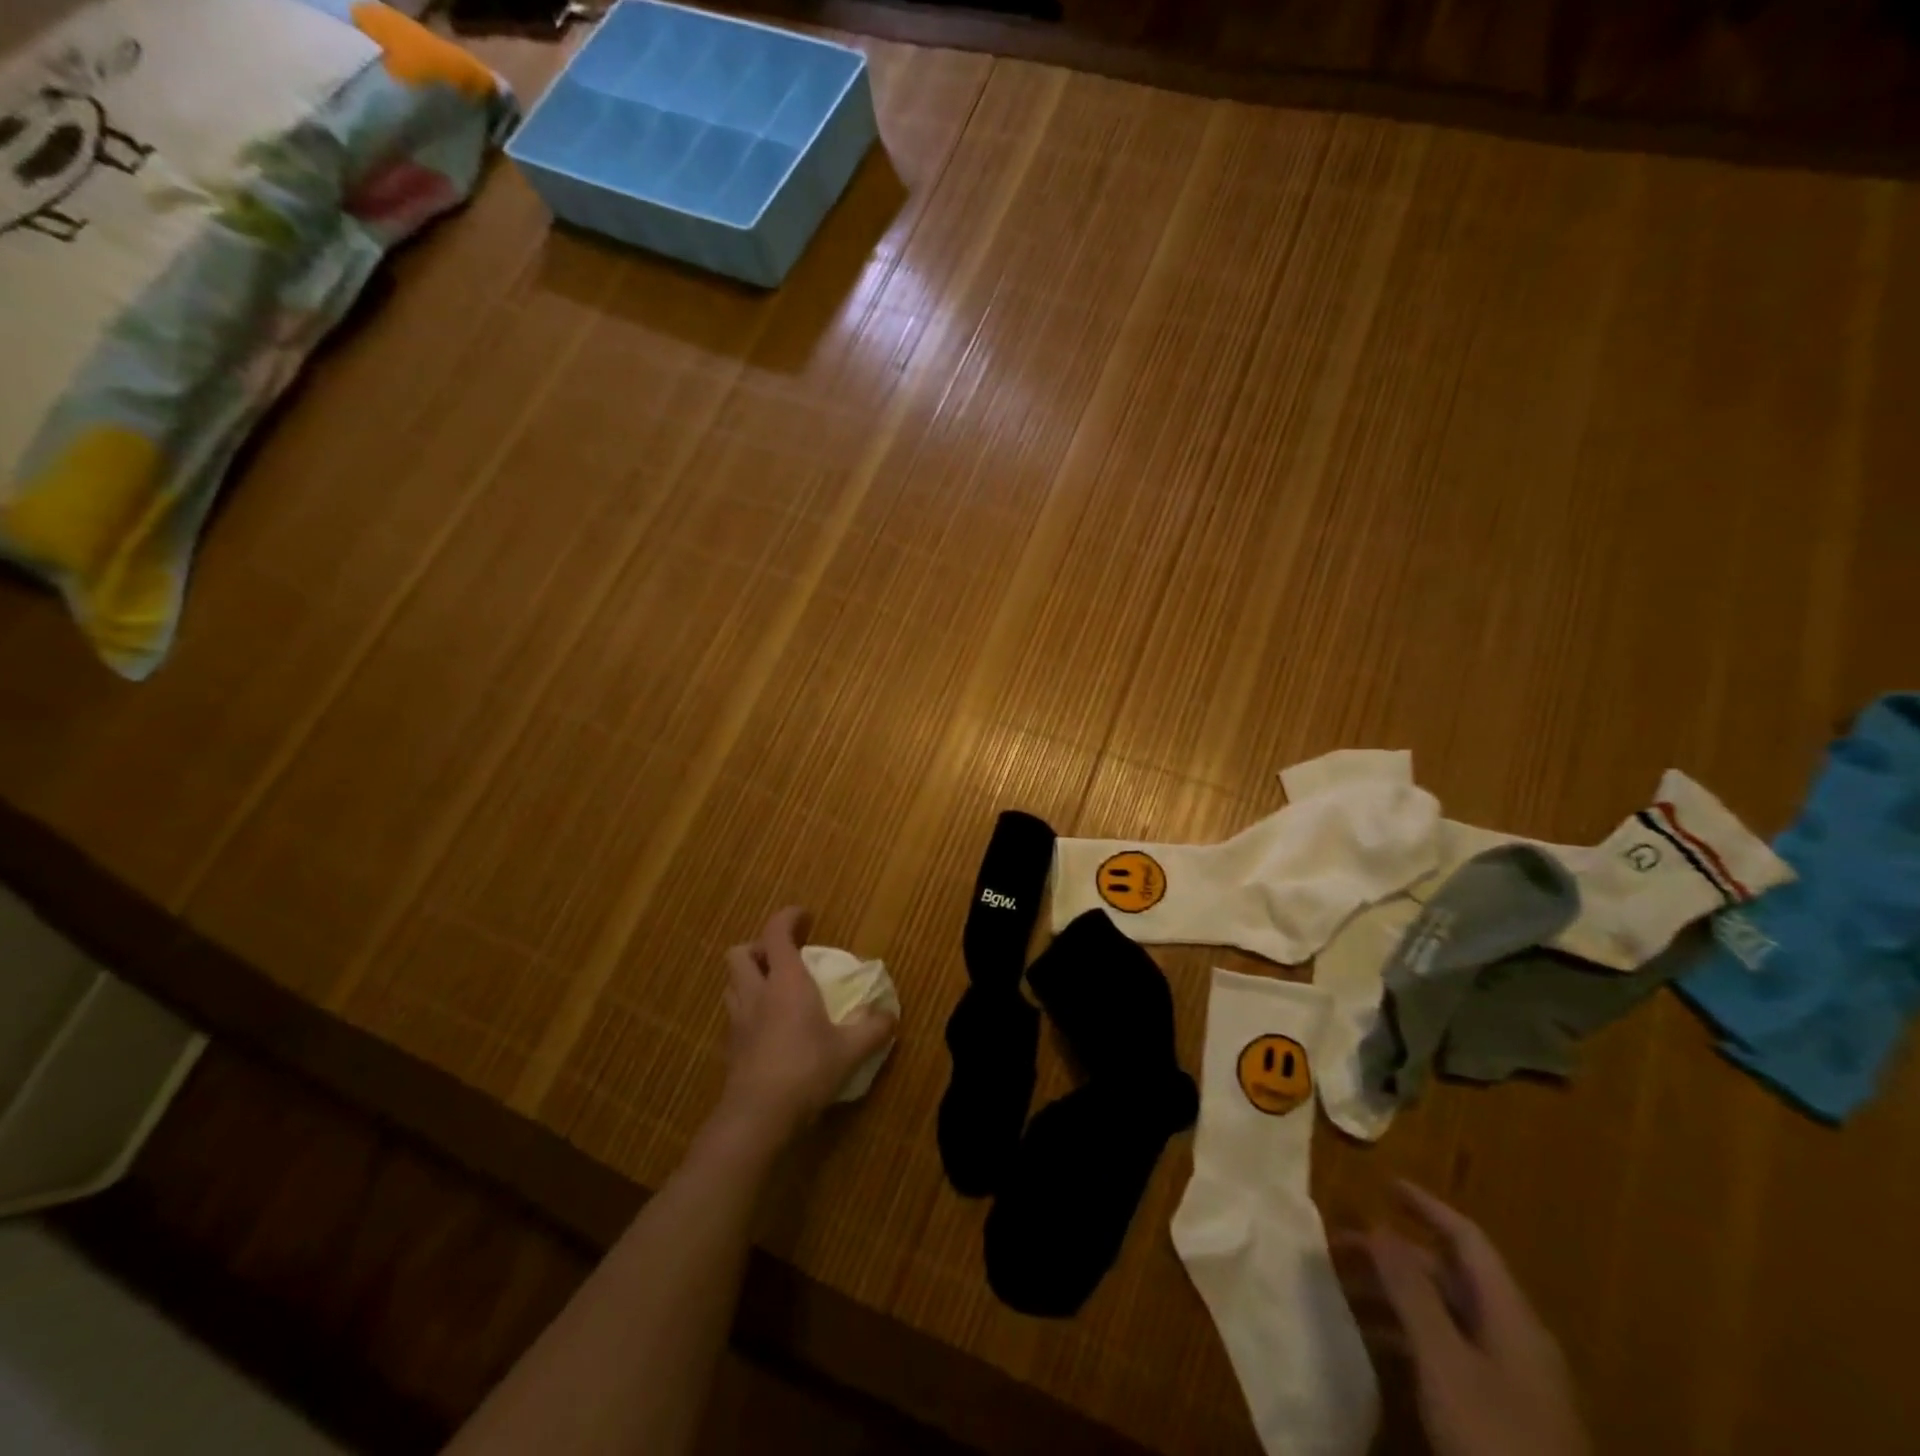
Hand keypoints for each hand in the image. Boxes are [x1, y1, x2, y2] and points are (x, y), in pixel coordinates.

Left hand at [716, 906, 896, 1147]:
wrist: (758, 1117)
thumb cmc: (806, 1070)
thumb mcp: (850, 1050)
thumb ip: (873, 1029)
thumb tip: (890, 1015)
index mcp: (785, 981)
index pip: (776, 932)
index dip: (788, 917)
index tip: (805, 917)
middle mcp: (756, 993)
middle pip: (739, 953)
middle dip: (758, 948)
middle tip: (782, 958)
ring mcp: (738, 1021)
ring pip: (732, 984)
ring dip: (749, 978)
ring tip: (773, 990)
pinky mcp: (731, 1048)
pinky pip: (735, 1015)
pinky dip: (748, 1011)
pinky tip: (769, 1029)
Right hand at [1364, 1181, 1589, 1455]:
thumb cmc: (1495, 1437)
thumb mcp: (1444, 1361)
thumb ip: (1411, 1291)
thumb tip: (1379, 1225)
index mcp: (1511, 1315)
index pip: (1467, 1239)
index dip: (1426, 1206)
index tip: (1383, 1182)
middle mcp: (1515, 1338)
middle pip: (1451, 1277)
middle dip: (1395, 1256)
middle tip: (1341, 1246)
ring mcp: (1513, 1380)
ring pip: (1447, 1315)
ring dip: (1397, 1296)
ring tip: (1346, 1293)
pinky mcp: (1504, 1414)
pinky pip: (1450, 1351)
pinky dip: (1410, 1335)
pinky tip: (1377, 1347)